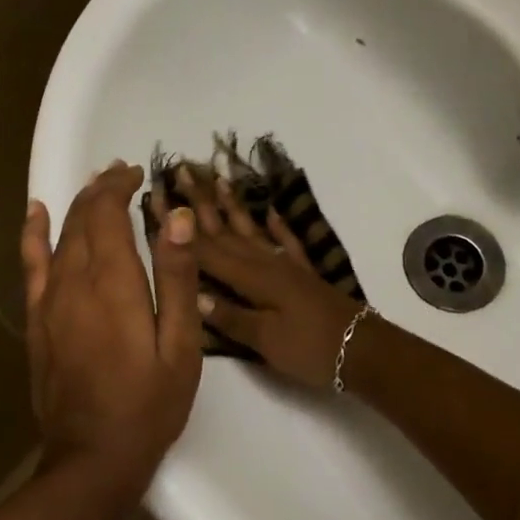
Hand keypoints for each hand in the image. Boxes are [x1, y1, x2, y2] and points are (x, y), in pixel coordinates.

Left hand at [20, 163, 202, 483]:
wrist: (92, 458)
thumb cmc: (149, 404)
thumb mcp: (181, 345)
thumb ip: (176, 277)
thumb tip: (177, 216)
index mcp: (113, 283)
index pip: (108, 213)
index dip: (120, 186)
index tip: (139, 173)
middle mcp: (74, 281)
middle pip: (82, 218)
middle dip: (101, 189)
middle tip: (124, 174)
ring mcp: (49, 301)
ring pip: (59, 236)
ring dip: (76, 205)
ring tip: (94, 185)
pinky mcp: (37, 322)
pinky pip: (31, 265)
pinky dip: (34, 234)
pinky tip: (36, 213)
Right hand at [167, 168, 363, 391]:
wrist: (362, 349)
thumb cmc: (311, 348)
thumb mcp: (266, 340)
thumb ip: (230, 317)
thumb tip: (192, 294)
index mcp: (251, 279)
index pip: (204, 249)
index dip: (177, 226)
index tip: (156, 196)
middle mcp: (265, 263)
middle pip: (225, 230)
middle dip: (200, 202)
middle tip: (181, 170)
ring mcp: (285, 265)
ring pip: (251, 229)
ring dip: (232, 205)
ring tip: (218, 178)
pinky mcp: (302, 274)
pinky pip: (285, 242)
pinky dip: (276, 225)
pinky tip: (269, 209)